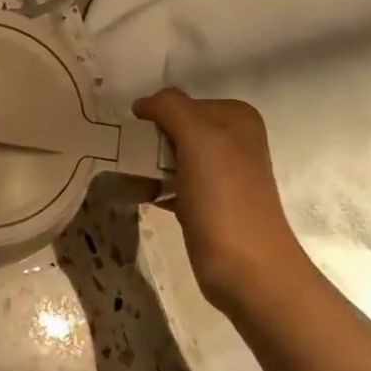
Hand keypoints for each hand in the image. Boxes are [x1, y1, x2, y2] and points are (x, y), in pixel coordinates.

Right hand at [132, 89, 313, 307]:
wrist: (247, 268)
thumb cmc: (224, 198)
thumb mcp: (199, 138)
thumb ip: (171, 108)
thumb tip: (143, 103)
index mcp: (235, 118)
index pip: (178, 101)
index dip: (153, 115)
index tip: (129, 134)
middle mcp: (231, 140)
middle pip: (174, 127)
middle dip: (148, 140)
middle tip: (124, 154)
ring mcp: (220, 173)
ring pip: (170, 156)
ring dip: (146, 164)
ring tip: (126, 174)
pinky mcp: (207, 202)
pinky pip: (171, 182)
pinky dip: (153, 187)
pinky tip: (139, 194)